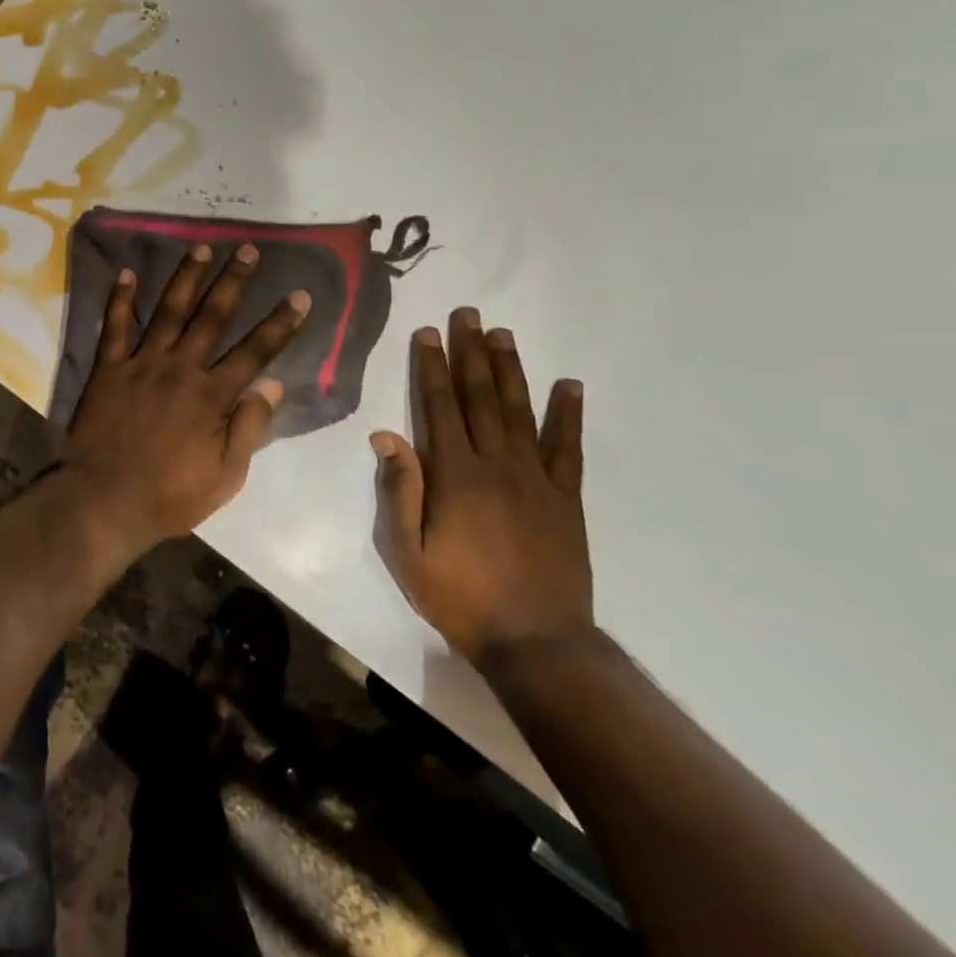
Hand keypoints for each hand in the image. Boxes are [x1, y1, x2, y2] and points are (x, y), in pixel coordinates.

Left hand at [63, 243, 308, 554]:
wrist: (102, 500)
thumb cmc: (169, 496)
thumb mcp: (224, 476)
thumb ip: (249, 427)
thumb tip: (273, 383)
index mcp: (212, 396)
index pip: (255, 351)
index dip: (280, 323)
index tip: (300, 295)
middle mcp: (180, 368)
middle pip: (212, 317)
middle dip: (234, 282)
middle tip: (248, 250)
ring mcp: (141, 364)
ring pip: (168, 311)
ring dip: (186, 278)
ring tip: (201, 247)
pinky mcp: (108, 368)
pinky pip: (114, 326)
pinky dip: (120, 299)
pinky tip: (126, 273)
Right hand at [371, 306, 592, 670]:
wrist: (537, 643)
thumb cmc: (460, 596)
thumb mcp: (407, 551)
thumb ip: (399, 490)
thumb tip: (386, 435)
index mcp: (455, 475)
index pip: (439, 406)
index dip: (431, 366)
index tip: (428, 332)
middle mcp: (497, 464)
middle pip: (481, 397)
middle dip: (471, 352)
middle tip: (468, 314)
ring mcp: (537, 479)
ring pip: (521, 411)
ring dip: (511, 370)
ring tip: (503, 334)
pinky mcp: (566, 499)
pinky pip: (568, 448)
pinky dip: (568, 415)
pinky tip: (569, 386)